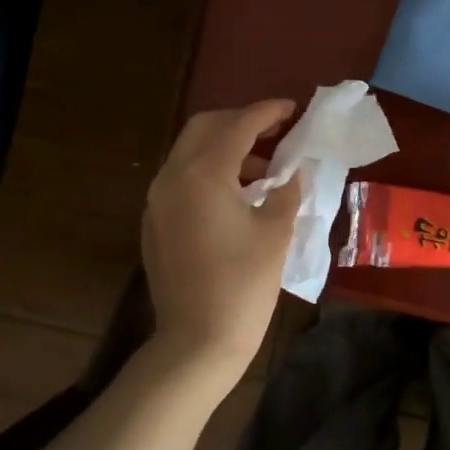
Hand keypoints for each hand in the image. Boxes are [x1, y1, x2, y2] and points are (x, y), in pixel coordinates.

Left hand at [141, 100, 302, 387]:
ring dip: (226, 148)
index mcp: (202, 174)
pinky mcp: (155, 222)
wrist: (197, 340)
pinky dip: (210, 172)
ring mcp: (158, 200)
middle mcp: (172, 177)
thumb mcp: (276, 232)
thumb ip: (287, 190)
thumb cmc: (244, 285)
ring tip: (264, 170)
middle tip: (276, 132)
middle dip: (241, 121)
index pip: (238, 125)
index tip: (293, 109)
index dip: (268, 112)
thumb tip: (294, 170)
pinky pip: (182, 178)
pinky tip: (238, 196)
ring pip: (190, 152)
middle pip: (204, 127)